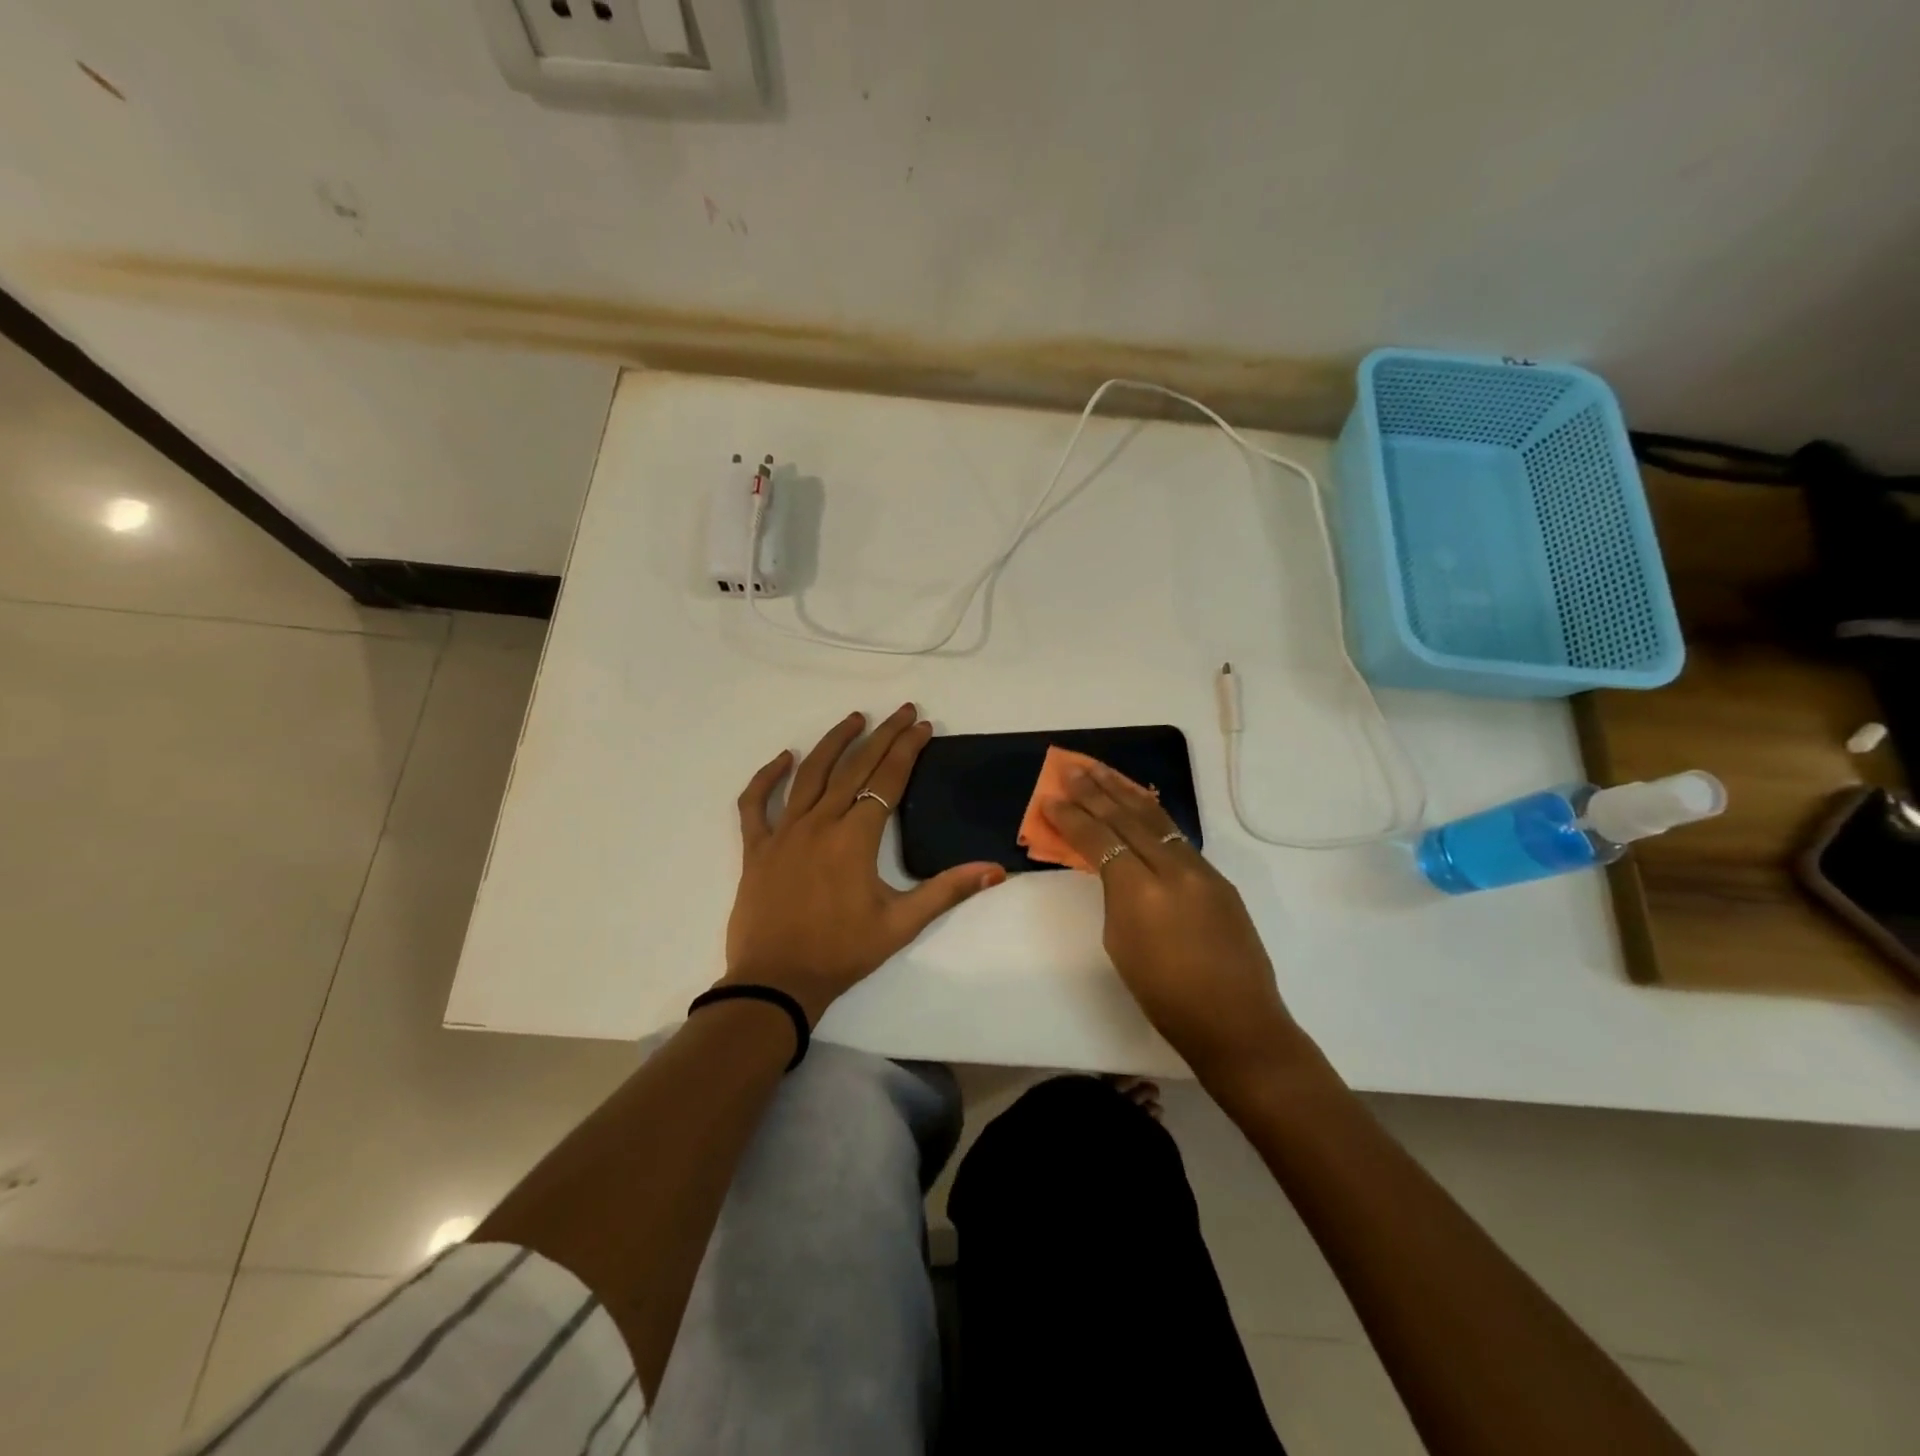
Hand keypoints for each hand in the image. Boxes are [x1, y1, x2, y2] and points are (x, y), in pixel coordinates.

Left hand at [724, 705, 1006, 1022]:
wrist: (777, 982)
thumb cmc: (842, 952)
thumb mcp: (902, 924)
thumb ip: (947, 890)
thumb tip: (995, 870)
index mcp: (855, 837)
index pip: (887, 779)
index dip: (908, 749)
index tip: (923, 725)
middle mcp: (819, 823)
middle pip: (854, 767)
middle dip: (883, 735)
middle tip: (902, 711)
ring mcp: (784, 832)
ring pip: (809, 774)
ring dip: (834, 743)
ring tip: (855, 719)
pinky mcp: (756, 848)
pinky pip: (755, 803)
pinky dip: (766, 777)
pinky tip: (784, 758)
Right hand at [1044, 761, 1298, 1080]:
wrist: (1236, 1021)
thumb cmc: (1165, 997)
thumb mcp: (1121, 944)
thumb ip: (1116, 897)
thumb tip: (1113, 869)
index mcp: (1139, 892)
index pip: (1099, 840)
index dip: (1072, 817)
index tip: (1050, 798)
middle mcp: (1171, 869)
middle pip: (1126, 818)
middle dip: (1095, 791)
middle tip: (1072, 768)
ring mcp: (1200, 870)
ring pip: (1156, 818)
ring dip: (1125, 791)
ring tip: (1101, 771)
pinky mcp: (1217, 877)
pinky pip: (1177, 835)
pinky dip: (1152, 814)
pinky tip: (1140, 803)